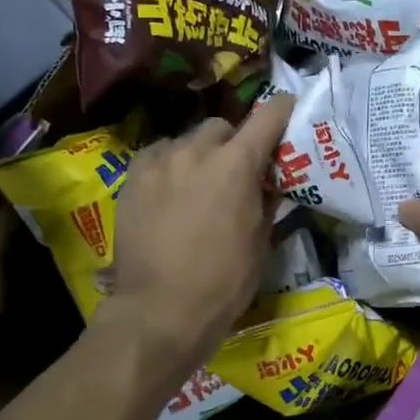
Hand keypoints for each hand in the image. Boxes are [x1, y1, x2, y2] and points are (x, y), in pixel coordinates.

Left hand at [99, 93, 293, 371]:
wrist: (160, 310)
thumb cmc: (223, 281)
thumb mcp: (261, 241)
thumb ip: (266, 200)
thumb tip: (269, 181)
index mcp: (237, 164)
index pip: (268, 115)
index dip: (282, 110)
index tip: (287, 112)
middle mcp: (197, 150)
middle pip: (222, 126)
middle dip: (233, 143)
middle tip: (236, 171)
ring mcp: (159, 161)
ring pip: (186, 140)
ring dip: (199, 154)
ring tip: (197, 184)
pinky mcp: (132, 177)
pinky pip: (158, 156)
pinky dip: (169, 165)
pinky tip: (169, 191)